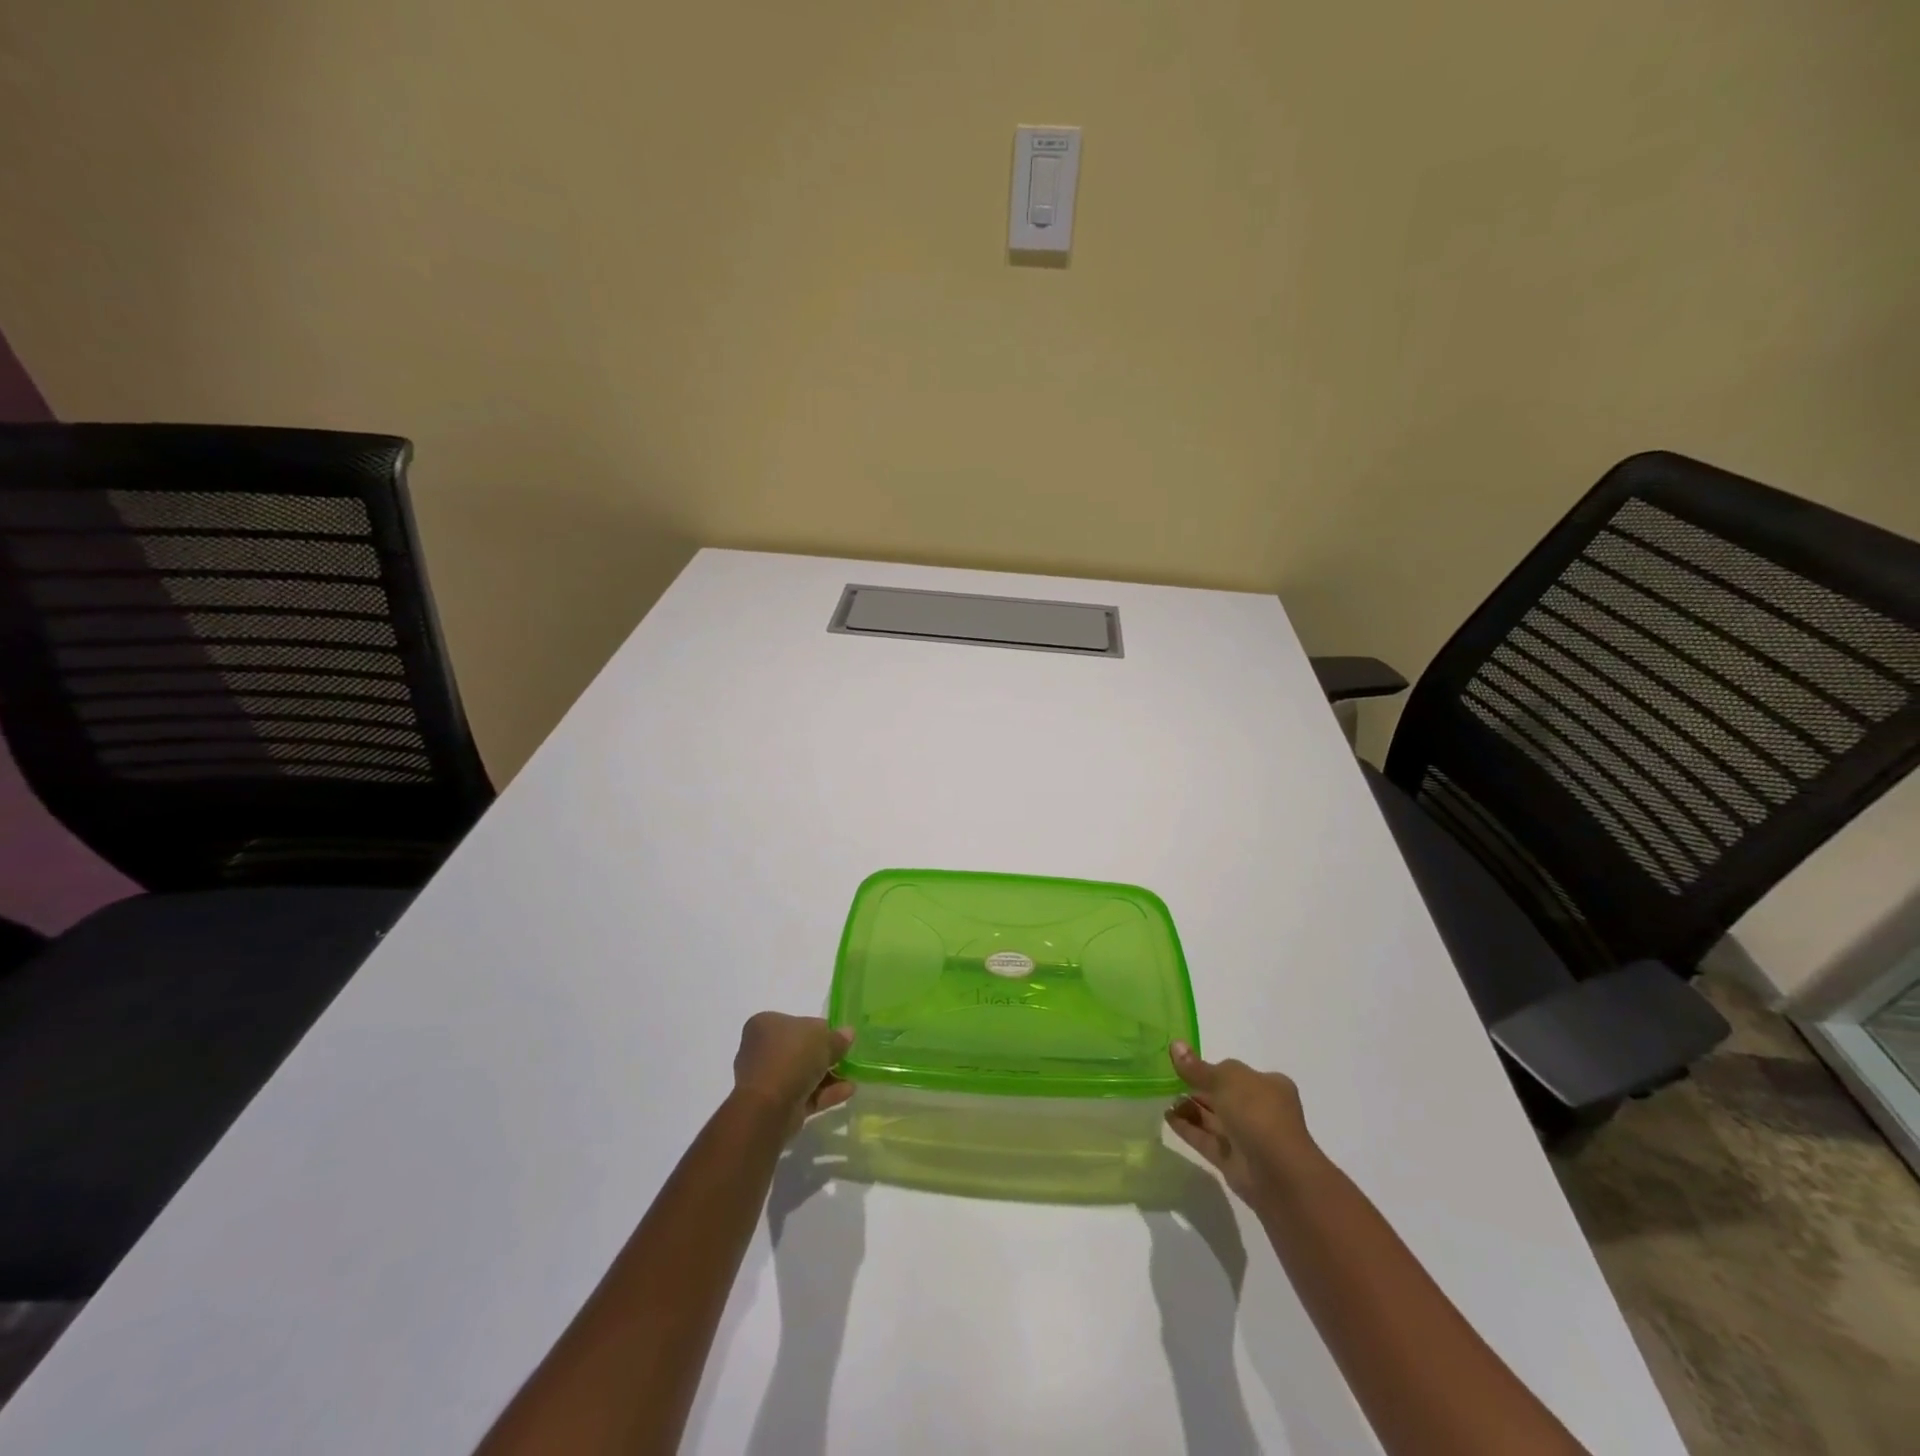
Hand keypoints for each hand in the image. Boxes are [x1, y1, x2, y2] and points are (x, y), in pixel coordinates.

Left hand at [732, 1012, 854, 1137]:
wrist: (769, 1107)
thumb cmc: (792, 1058)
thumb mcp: (823, 1038)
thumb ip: (837, 1037)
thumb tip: (847, 1034)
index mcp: (765, 1024)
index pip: (798, 1023)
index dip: (820, 1029)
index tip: (839, 1037)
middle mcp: (762, 1050)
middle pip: (800, 1049)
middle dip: (824, 1055)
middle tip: (847, 1056)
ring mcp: (767, 1080)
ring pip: (803, 1074)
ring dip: (828, 1075)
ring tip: (852, 1076)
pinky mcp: (775, 1105)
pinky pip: (804, 1094)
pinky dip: (825, 1092)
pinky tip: (848, 1090)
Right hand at [1165, 1041, 1322, 1205]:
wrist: (1278, 1173)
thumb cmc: (1258, 1113)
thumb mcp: (1226, 1079)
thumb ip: (1198, 1067)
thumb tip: (1175, 1045)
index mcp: (1268, 1086)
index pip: (1236, 1073)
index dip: (1212, 1068)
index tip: (1185, 1064)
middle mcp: (1260, 1110)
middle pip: (1223, 1096)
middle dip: (1197, 1089)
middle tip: (1168, 1081)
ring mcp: (1247, 1137)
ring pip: (1213, 1119)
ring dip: (1190, 1108)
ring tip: (1164, 1098)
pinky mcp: (1232, 1161)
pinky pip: (1206, 1140)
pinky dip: (1187, 1128)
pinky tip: (1167, 1117)